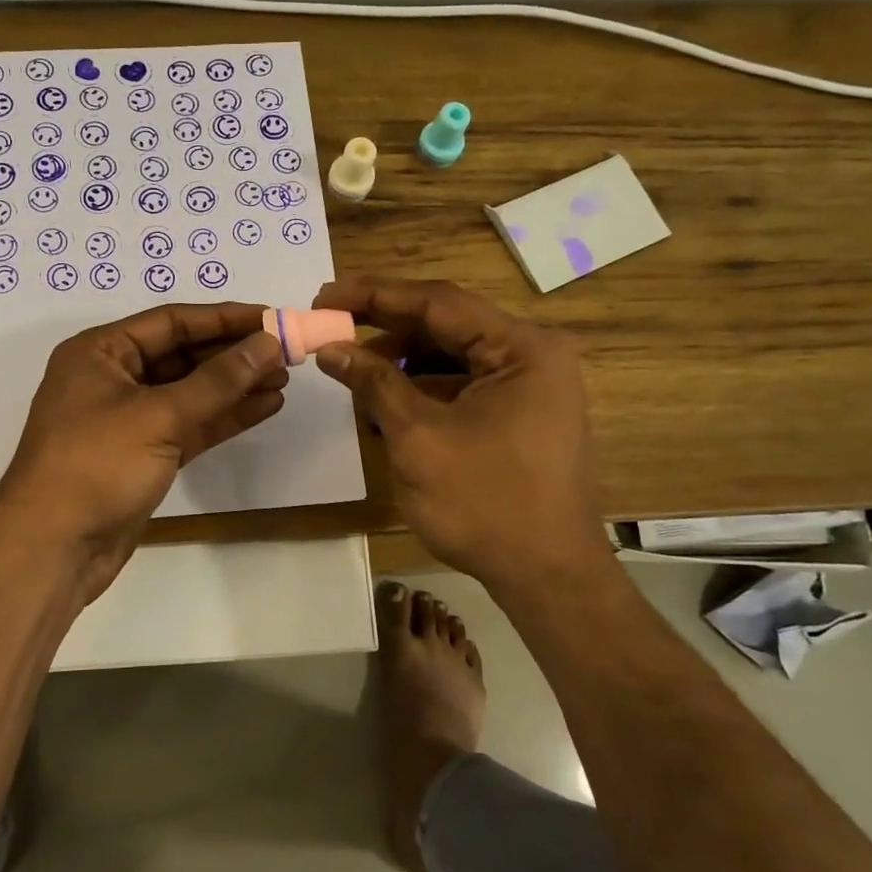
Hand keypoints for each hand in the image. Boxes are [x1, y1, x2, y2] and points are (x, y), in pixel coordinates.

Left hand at [0, 302, 286, 604]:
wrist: (53, 549)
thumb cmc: (95, 466)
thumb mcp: (158, 415)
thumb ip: (217, 380)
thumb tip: (267, 344)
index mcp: (100, 352)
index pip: (172, 322)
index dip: (224, 318)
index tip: (272, 318)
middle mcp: (113, 377)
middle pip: (183, 354)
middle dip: (233, 354)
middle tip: (286, 352)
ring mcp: (129, 418)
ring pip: (191, 392)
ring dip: (235, 386)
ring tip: (284, 378)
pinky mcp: (144, 454)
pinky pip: (190, 424)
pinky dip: (224, 417)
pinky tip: (265, 407)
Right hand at [313, 276, 612, 591]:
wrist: (545, 576)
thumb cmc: (484, 503)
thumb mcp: (418, 437)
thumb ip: (374, 383)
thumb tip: (330, 348)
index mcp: (522, 348)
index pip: (438, 303)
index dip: (376, 295)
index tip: (326, 295)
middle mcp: (533, 355)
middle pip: (447, 325)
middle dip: (387, 328)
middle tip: (332, 327)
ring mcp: (530, 385)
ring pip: (453, 355)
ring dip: (402, 360)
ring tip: (352, 368)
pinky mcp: (520, 412)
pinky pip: (463, 384)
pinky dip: (423, 388)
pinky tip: (385, 401)